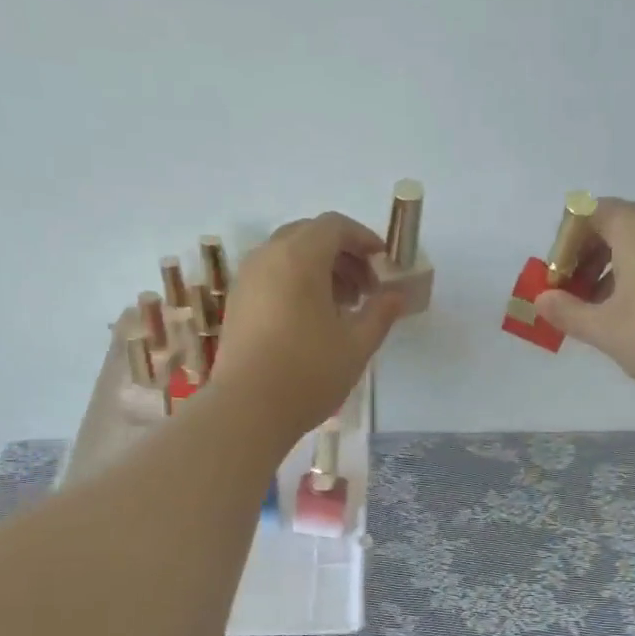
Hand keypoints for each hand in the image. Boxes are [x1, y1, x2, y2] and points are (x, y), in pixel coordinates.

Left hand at [211, 212, 403, 441]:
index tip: (384, 263)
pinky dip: (296, 282)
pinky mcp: (237, 303)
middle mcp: (268, 257)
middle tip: (365, 288)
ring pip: (288, 255)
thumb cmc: (308, 373)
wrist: (248, 410)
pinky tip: (312, 320)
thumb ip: (381, 312)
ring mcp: (247, 279)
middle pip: (309, 235)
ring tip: (342, 307)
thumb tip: (397, 294)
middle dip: (342, 254)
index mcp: (299, 258)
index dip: (364, 239)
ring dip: (319, 269)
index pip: (335, 226)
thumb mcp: (356, 345)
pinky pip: (271, 275)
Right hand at [534, 198, 634, 404]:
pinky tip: (628, 311)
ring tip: (596, 307)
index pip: (589, 211)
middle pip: (614, 223)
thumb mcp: (603, 328)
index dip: (566, 241)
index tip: (557, 278)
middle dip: (586, 254)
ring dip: (609, 266)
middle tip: (571, 293)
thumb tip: (541, 300)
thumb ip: (566, 311)